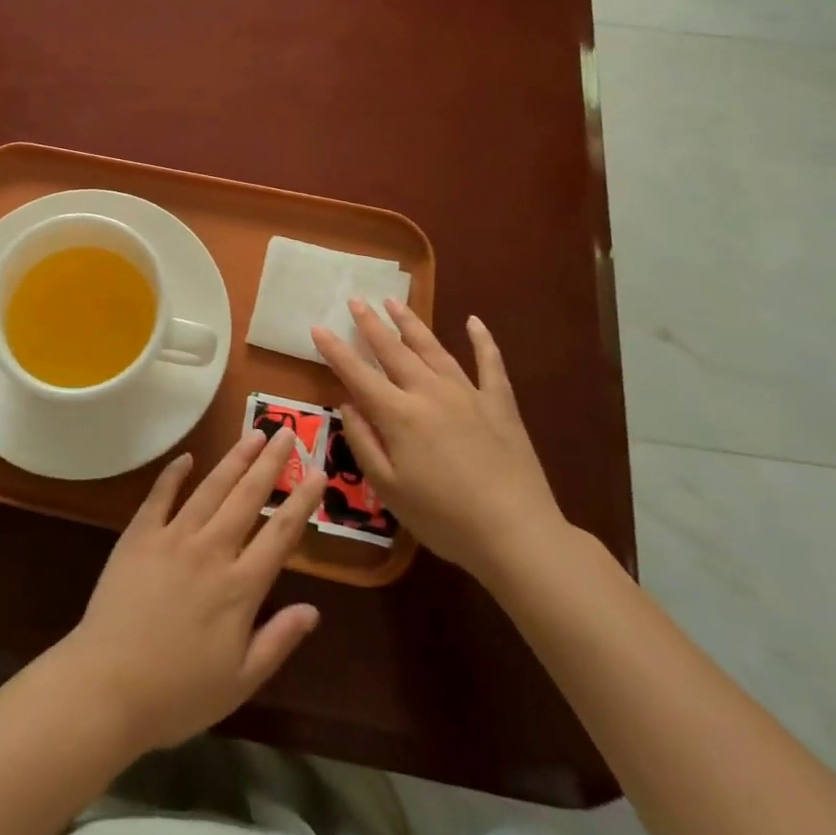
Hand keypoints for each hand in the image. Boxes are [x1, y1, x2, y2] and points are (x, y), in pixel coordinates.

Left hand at [55, 429, 324, 755]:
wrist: (107, 686)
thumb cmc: (177, 694)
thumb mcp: (240, 682)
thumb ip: (278, 641)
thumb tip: (314, 610)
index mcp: (240, 587)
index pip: (281, 534)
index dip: (302, 501)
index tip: (318, 472)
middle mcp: (211, 551)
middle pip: (248, 497)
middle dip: (271, 463)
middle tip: (287, 432)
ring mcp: (173, 537)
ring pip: (211, 488)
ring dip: (234, 459)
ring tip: (254, 434)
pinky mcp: (139, 535)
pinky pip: (160, 495)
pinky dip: (174, 474)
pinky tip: (187, 457)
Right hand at [312, 298, 568, 587]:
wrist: (517, 534)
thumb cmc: (443, 518)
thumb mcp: (388, 488)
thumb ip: (364, 442)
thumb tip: (348, 405)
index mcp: (399, 415)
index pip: (358, 374)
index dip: (336, 351)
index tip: (318, 327)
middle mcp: (429, 392)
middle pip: (394, 351)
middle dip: (371, 324)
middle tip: (355, 300)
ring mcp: (468, 394)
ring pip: (433, 348)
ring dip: (411, 323)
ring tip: (394, 301)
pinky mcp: (500, 404)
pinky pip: (490, 364)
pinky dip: (482, 340)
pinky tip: (474, 321)